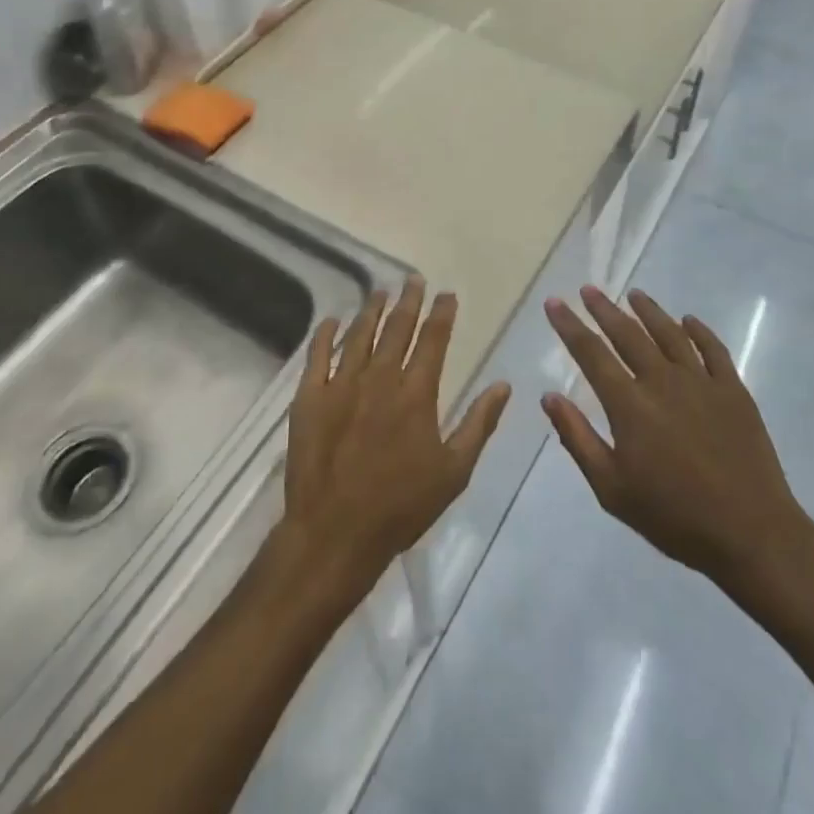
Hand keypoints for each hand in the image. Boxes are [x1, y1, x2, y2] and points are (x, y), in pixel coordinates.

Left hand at [279, 278, 510, 598]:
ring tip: (380, 291)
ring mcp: (342, 385)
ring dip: (371, 310)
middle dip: (408, 300)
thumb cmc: (401, 507)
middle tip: (413, 279)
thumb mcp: (454, 471)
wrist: (335, 534)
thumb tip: (503, 384)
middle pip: (397, 328)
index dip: (442, 313)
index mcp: (417, 393)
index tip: (446, 294)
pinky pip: (317, 356)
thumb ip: (479, 424)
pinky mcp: (310, 398)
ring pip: (359, 334)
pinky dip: (325, 335)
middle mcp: (381, 378)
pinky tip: (331, 320)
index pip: (433, 339)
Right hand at [542, 285, 813, 600]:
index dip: (570, 325)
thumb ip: (578, 439)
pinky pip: (713, 349)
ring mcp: (701, 382)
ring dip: (648, 310)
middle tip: (589, 289)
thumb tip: (549, 396)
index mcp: (629, 404)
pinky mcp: (733, 390)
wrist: (751, 534)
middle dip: (604, 309)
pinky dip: (698, 330)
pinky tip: (688, 320)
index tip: (554, 302)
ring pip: (669, 333)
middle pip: (627, 334)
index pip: (591, 353)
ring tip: (634, 295)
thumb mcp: (612, 490)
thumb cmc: (674, 517)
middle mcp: (662, 381)